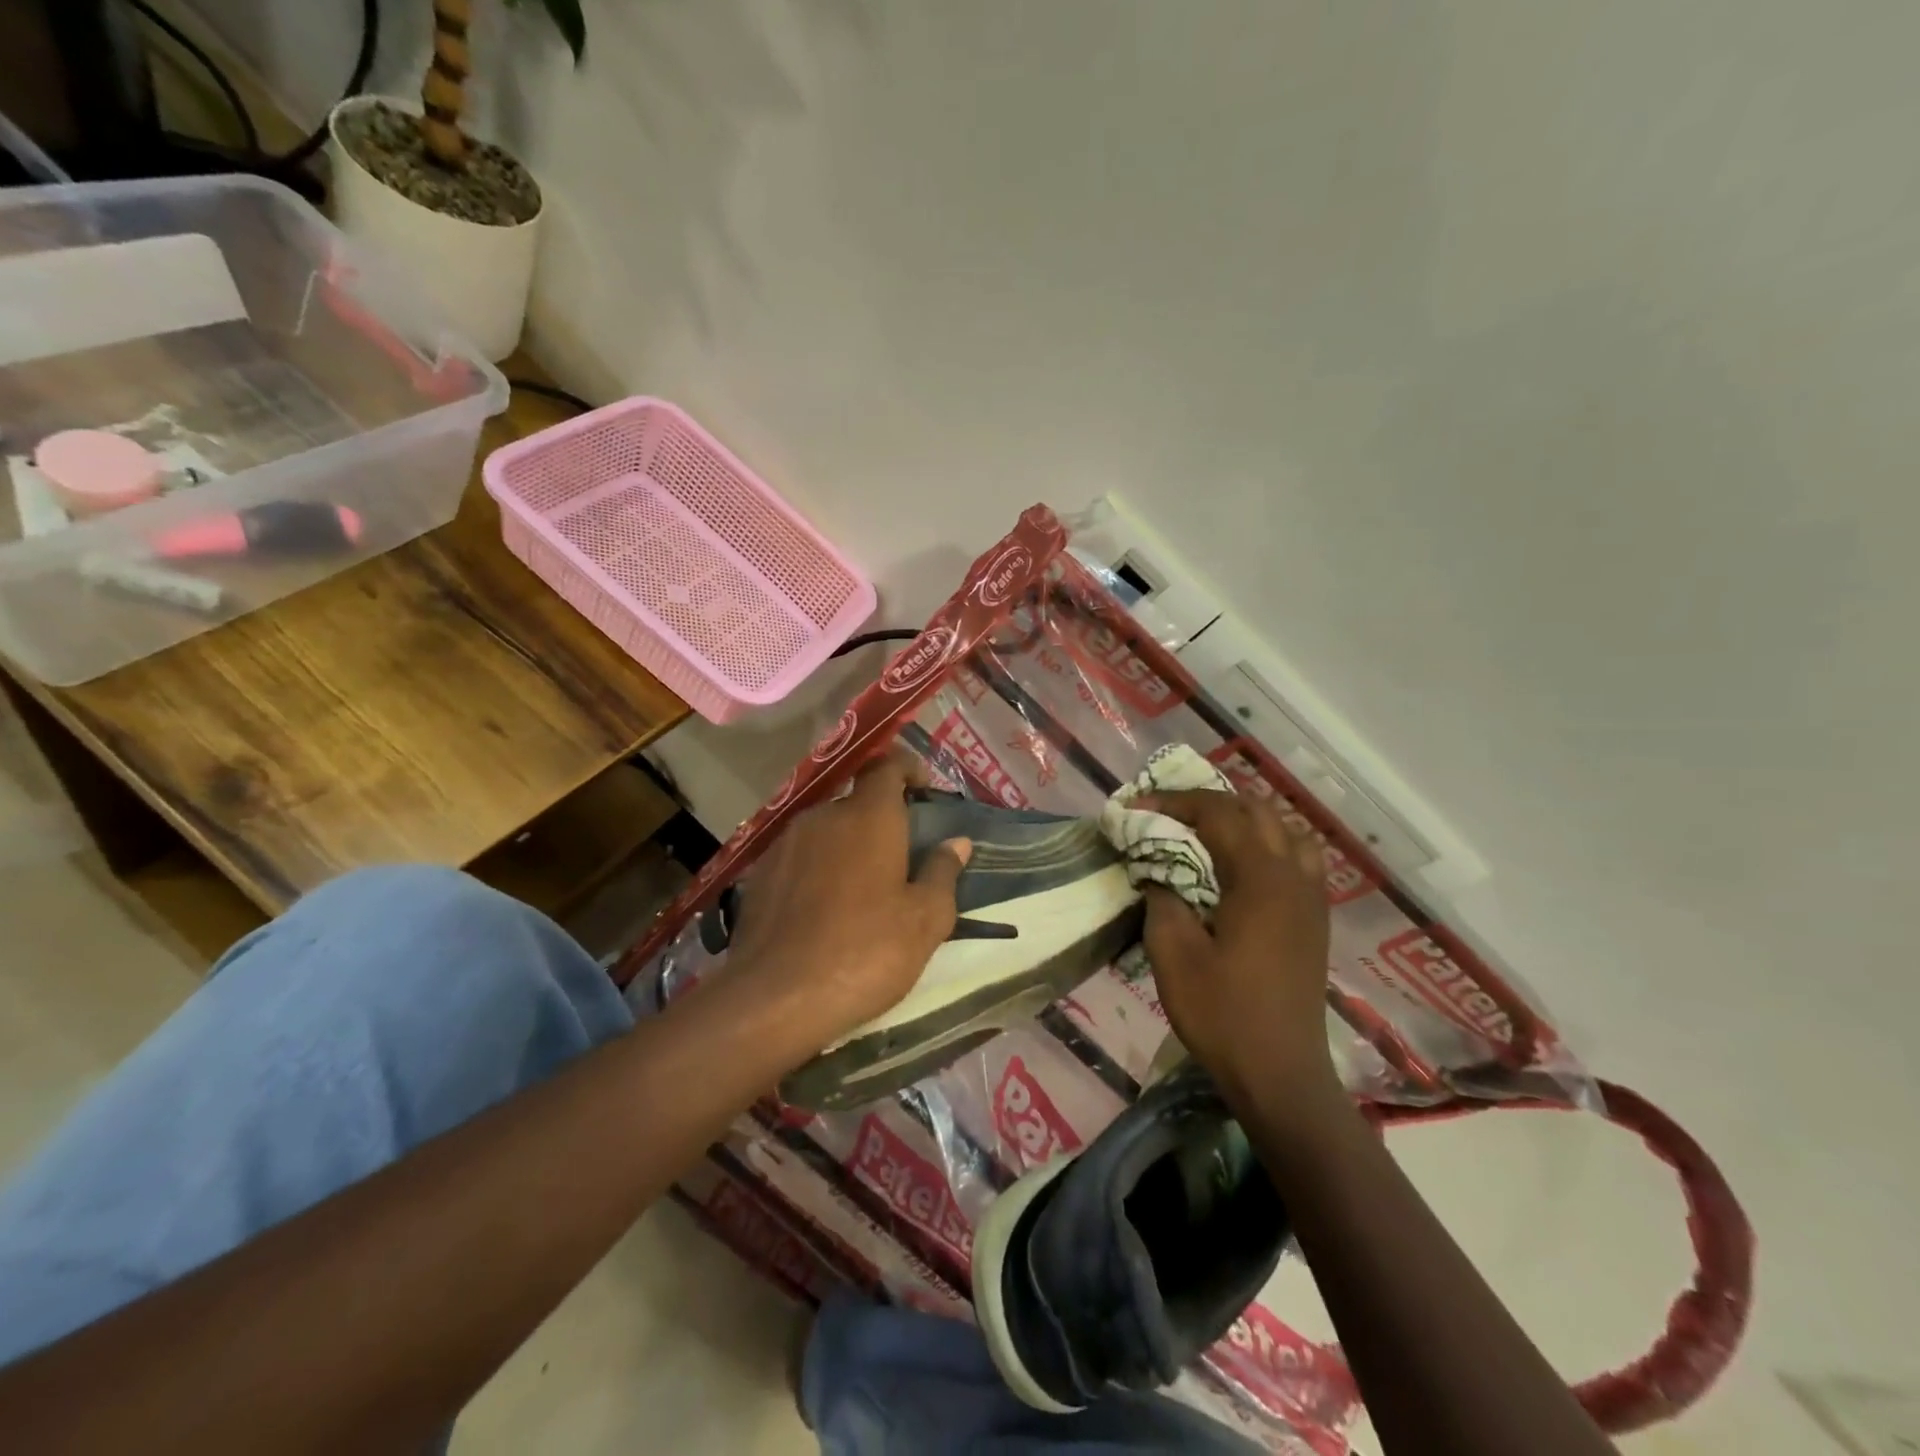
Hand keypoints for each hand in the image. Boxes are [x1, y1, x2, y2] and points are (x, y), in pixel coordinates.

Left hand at [723, 749, 971, 1052]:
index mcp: (868, 817)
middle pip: (856, 802)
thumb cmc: (865, 952)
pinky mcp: (759, 874)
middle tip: (900, 858)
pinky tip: (823, 911)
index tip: (923, 790)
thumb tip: (957, 843)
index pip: (886, 764)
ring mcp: (785, 844)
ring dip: (847, 847)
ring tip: (862, 891)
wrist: (775, 999)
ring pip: (825, 831)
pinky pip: (799, 857)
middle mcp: (823, 817)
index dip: (907, 768)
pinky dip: (817, 870)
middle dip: (880, 821)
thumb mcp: (925, 920)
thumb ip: (943, 873)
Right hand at [1136, 788, 1335, 1106]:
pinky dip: (1269, 844)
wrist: (1280, 1074)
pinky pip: (1298, 858)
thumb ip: (1162, 899)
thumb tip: (1159, 870)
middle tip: (1168, 815)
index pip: (1218, 814)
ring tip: (1208, 833)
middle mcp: (1293, 876)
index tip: (1136, 808)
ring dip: (1245, 820)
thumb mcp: (1173, 955)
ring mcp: (1311, 898)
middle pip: (1256, 810)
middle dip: (1209, 803)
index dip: (1174, 802)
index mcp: (1260, 878)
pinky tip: (1242, 868)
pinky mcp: (1315, 920)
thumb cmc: (1222, 1014)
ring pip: (1285, 830)